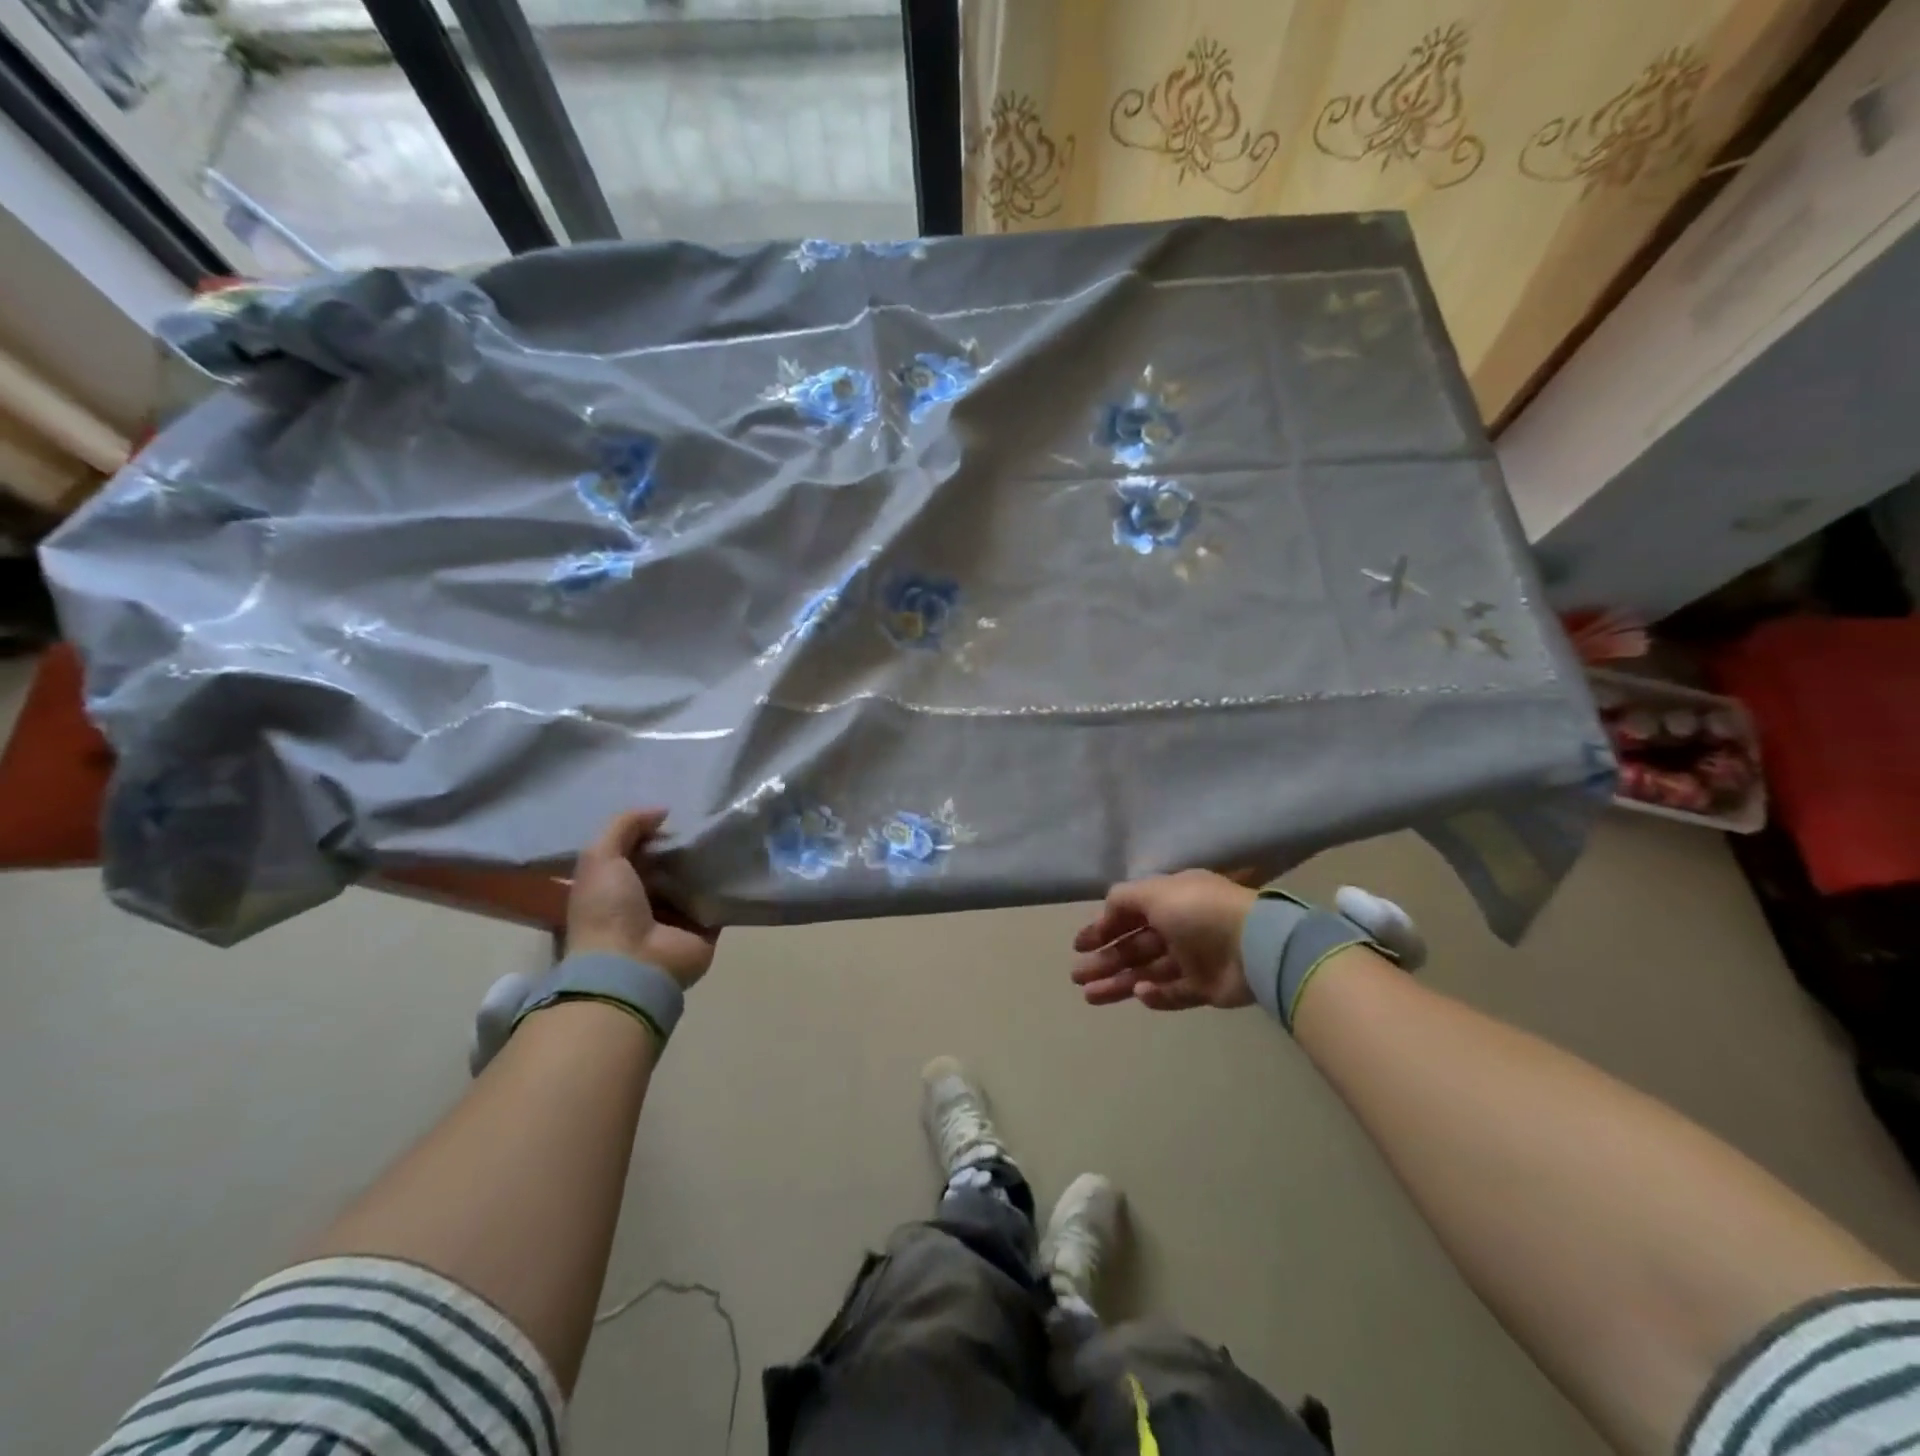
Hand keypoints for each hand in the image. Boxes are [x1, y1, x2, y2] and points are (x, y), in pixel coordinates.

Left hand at [567, 808, 716, 989]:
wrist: (633, 965)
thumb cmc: (608, 910)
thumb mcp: (600, 858)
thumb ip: (625, 826)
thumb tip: (662, 812)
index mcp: (615, 887)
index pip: (637, 852)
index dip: (652, 832)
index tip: (674, 812)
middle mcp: (645, 901)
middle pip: (669, 865)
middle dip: (685, 845)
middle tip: (709, 818)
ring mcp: (676, 916)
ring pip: (696, 880)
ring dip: (710, 861)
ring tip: (730, 832)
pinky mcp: (705, 927)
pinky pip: (720, 899)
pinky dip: (730, 884)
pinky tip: (743, 859)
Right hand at [1071, 870, 1259, 1010]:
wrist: (1254, 944)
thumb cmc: (1198, 911)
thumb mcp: (1154, 891)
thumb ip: (1123, 899)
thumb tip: (1105, 913)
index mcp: (1170, 900)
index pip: (1129, 915)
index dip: (1102, 928)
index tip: (1079, 945)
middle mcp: (1179, 927)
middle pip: (1134, 947)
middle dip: (1105, 960)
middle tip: (1077, 976)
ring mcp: (1193, 959)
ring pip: (1147, 972)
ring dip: (1119, 982)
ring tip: (1089, 996)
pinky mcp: (1206, 988)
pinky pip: (1173, 992)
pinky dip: (1154, 995)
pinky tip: (1139, 994)